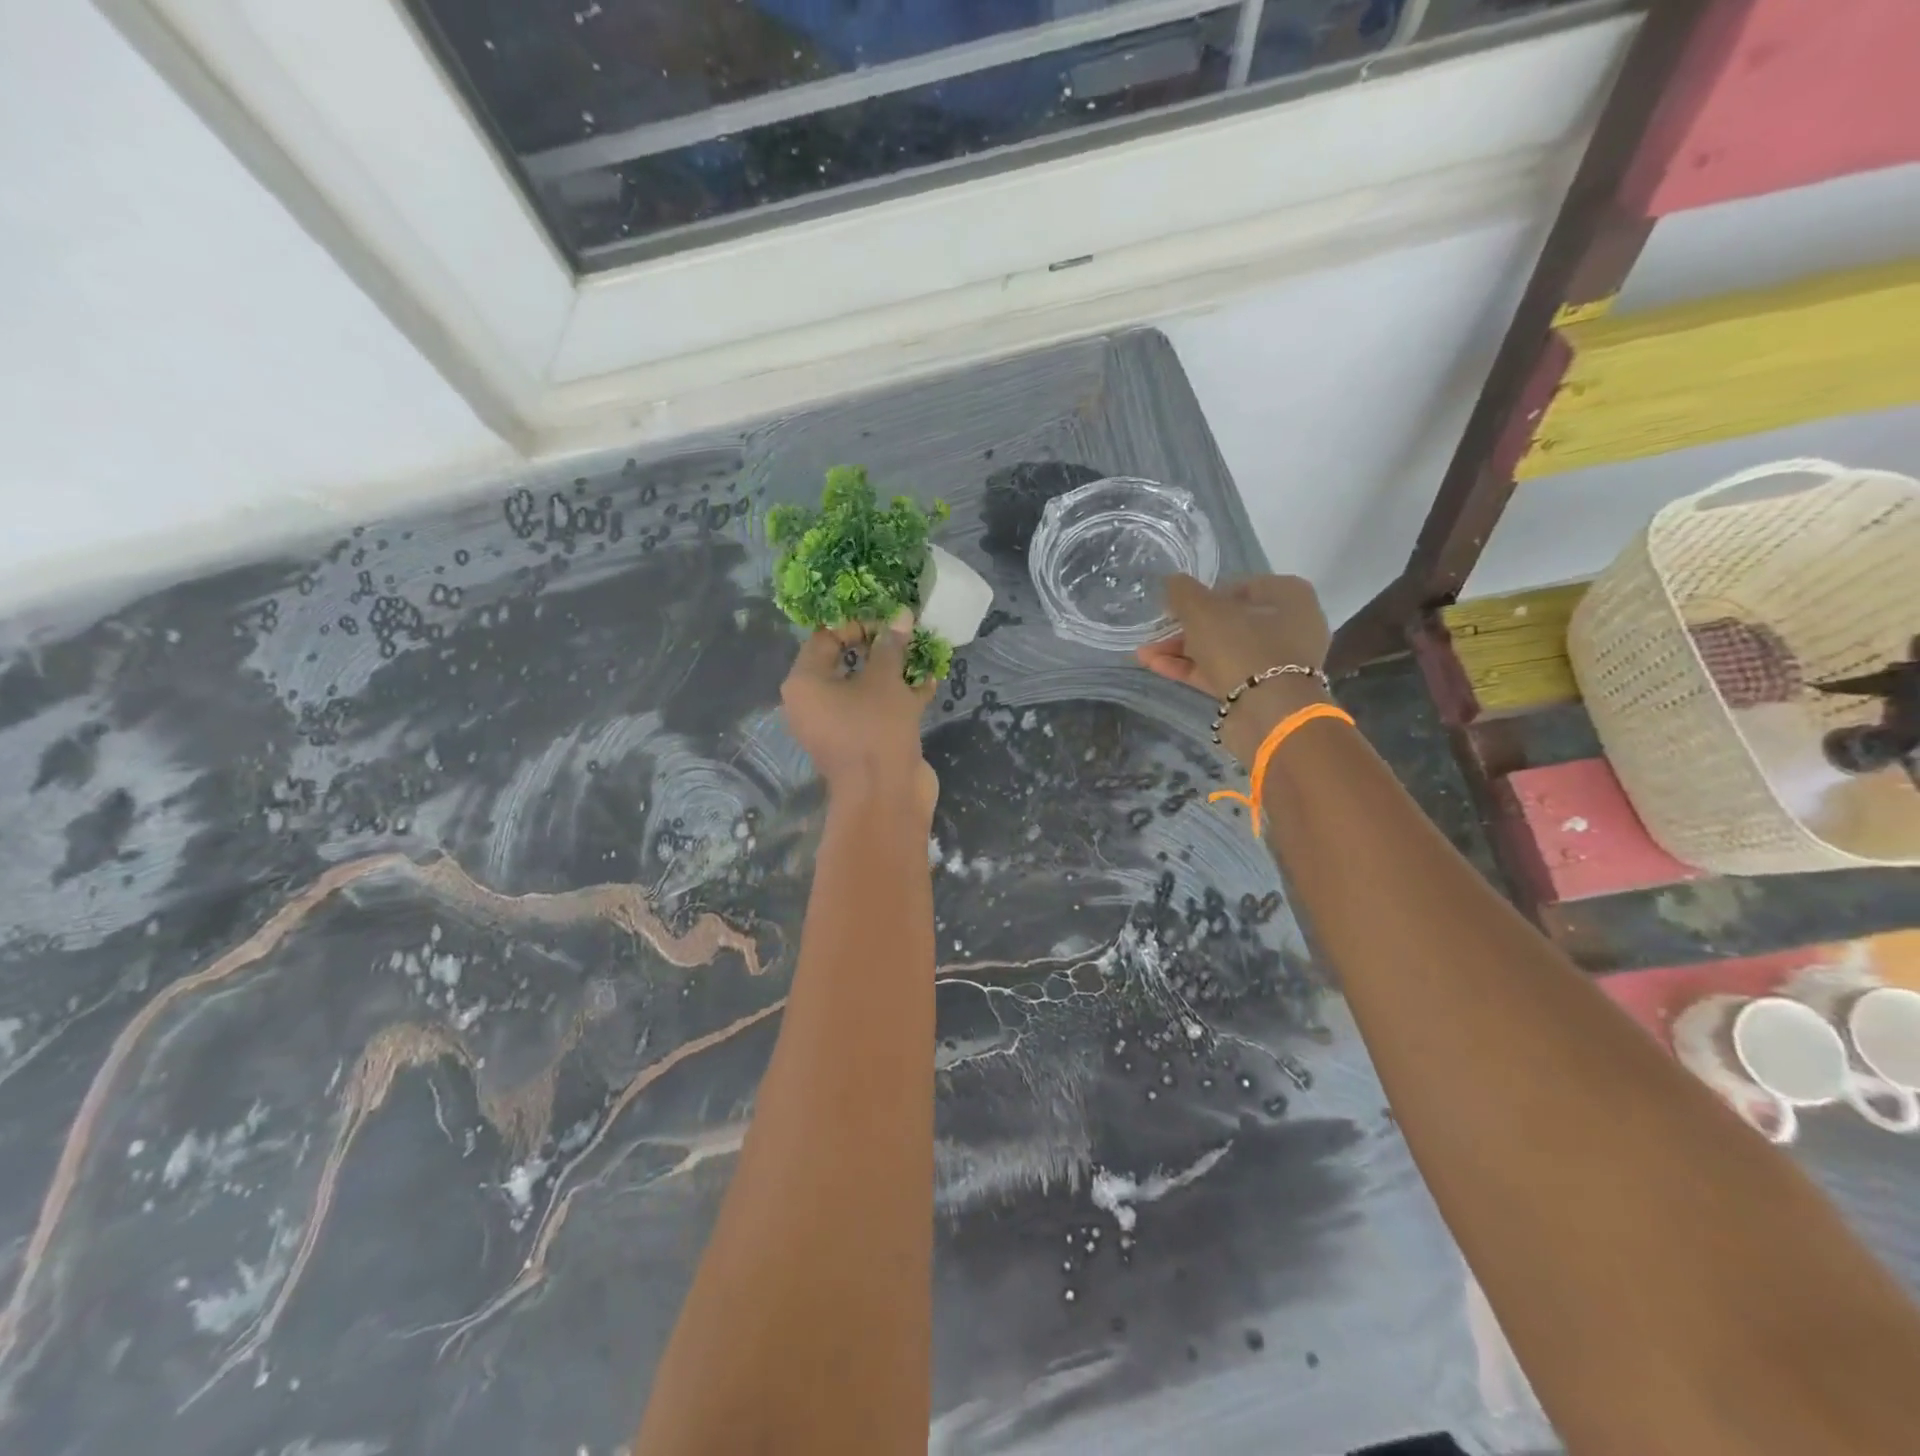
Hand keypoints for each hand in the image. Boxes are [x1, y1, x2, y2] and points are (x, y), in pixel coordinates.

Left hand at [781, 612, 937, 818]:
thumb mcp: (884, 681)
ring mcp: (838, 725)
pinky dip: (900, 696)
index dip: (855, 623)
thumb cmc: (875, 730)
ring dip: (893, 671)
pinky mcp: (862, 741)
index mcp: (805, 684)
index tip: (886, 618)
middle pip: (845, 663)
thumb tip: (900, 616)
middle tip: (905, 630)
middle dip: (878, 646)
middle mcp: (814, 703)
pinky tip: (929, 681)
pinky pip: (877, 710)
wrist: (885, 797)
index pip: (824, 639)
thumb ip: (891, 646)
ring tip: (921, 651)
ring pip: (865, 688)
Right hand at [1137, 574, 1331, 763]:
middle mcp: (1289, 627)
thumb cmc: (1242, 648)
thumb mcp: (1204, 612)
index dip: (1206, 594)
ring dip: (1183, 650)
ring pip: (1222, 650)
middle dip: (1188, 627)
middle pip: (1230, 621)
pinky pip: (1221, 673)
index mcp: (1289, 597)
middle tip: (1158, 631)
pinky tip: (1155, 666)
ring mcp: (1275, 663)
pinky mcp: (1260, 692)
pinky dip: (1191, 669)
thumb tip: (1172, 581)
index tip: (1179, 605)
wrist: (1268, 714)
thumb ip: (1184, 593)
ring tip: (1144, 652)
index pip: (1242, 586)